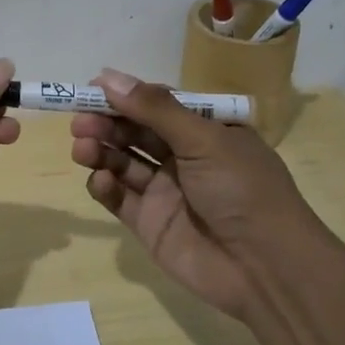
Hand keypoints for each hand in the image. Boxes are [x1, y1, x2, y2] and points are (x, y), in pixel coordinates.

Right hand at [69, 69, 329, 318]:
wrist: (266, 269)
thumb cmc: (242, 190)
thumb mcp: (204, 140)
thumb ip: (154, 109)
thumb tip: (108, 76)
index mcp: (206, 132)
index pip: (158, 105)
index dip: (126, 96)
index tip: (92, 88)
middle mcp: (184, 158)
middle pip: (135, 132)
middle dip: (106, 123)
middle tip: (79, 121)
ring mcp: (165, 191)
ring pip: (123, 162)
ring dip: (100, 151)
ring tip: (82, 147)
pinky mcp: (149, 223)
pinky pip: (119, 198)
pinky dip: (105, 186)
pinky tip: (101, 180)